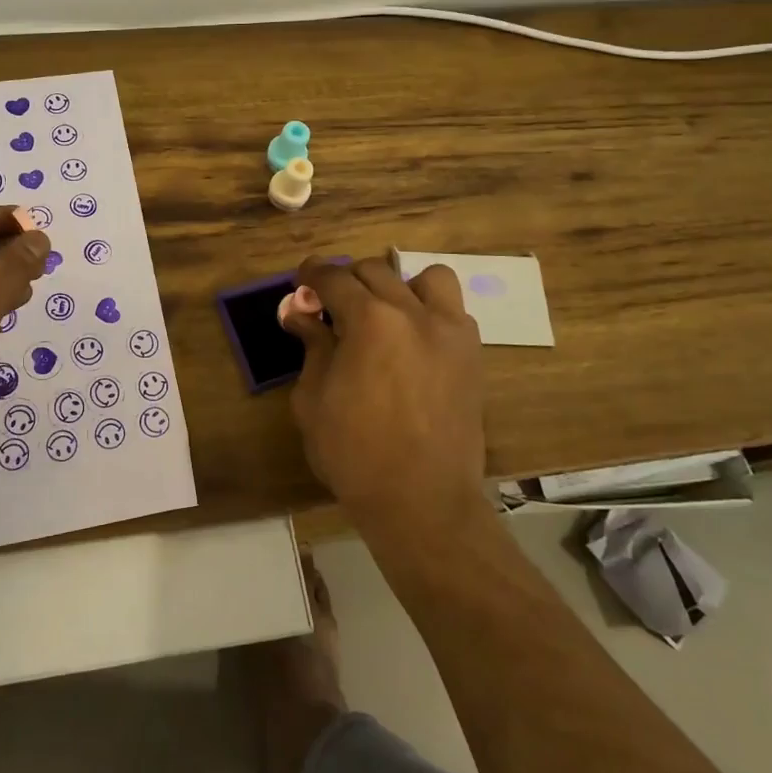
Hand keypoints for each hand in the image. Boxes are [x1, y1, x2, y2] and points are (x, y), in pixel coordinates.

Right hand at [281, 255, 491, 537]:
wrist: (421, 500)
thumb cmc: (354, 452)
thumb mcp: (313, 398)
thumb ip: (311, 346)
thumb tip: (299, 313)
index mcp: (369, 320)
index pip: (334, 277)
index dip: (312, 274)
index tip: (301, 281)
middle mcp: (413, 313)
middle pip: (375, 271)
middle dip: (347, 281)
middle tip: (332, 306)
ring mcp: (450, 332)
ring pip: (427, 278)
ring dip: (399, 286)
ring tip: (384, 314)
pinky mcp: (472, 355)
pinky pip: (453, 311)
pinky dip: (430, 312)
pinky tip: (414, 341)